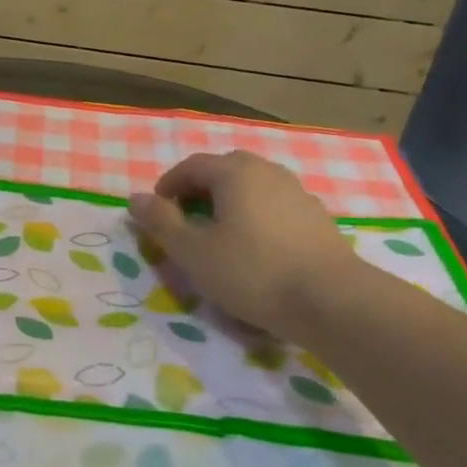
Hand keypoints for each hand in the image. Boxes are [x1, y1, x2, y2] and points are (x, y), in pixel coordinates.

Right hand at [127, 151, 358, 337]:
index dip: (167, 187)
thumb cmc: (251, 271)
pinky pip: (275, 207)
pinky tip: (256, 250)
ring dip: (230, 204)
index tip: (156, 215)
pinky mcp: (317, 218)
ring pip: (252, 188)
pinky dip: (256, 218)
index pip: (191, 166)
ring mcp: (298, 193)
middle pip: (224, 171)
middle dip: (199, 191)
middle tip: (186, 223)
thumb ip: (161, 222)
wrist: (331, 301)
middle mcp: (267, 172)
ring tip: (219, 238)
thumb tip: (135, 199)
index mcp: (234, 172)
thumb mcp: (192, 251)